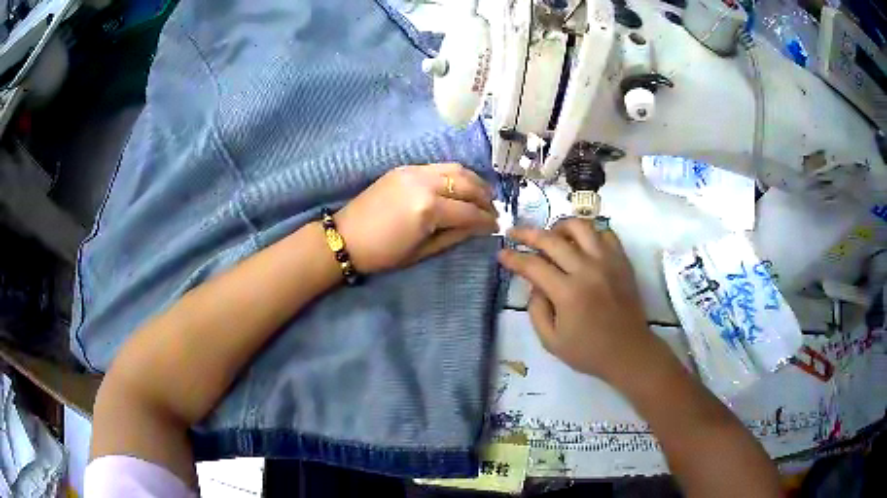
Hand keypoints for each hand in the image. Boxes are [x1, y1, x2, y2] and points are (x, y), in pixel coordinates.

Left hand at [335, 163, 497, 272]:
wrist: (345, 237)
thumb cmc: (383, 254)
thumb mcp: (422, 251)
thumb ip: (454, 236)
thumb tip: (479, 227)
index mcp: (428, 209)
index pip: (469, 211)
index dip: (486, 220)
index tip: (496, 226)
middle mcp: (425, 183)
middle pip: (467, 184)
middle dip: (485, 197)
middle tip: (492, 210)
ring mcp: (414, 171)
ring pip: (455, 169)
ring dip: (473, 181)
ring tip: (481, 195)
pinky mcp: (405, 168)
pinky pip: (438, 166)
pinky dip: (455, 175)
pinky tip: (459, 186)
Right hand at [498, 219, 660, 383]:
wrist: (628, 351)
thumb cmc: (588, 351)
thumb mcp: (551, 341)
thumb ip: (536, 310)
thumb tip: (534, 284)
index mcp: (567, 293)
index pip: (533, 265)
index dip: (513, 258)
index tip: (501, 254)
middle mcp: (587, 270)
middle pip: (552, 239)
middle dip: (527, 233)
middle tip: (515, 233)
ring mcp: (607, 261)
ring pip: (581, 226)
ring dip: (560, 227)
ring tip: (552, 236)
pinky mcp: (622, 261)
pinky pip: (605, 233)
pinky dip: (590, 233)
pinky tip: (582, 244)